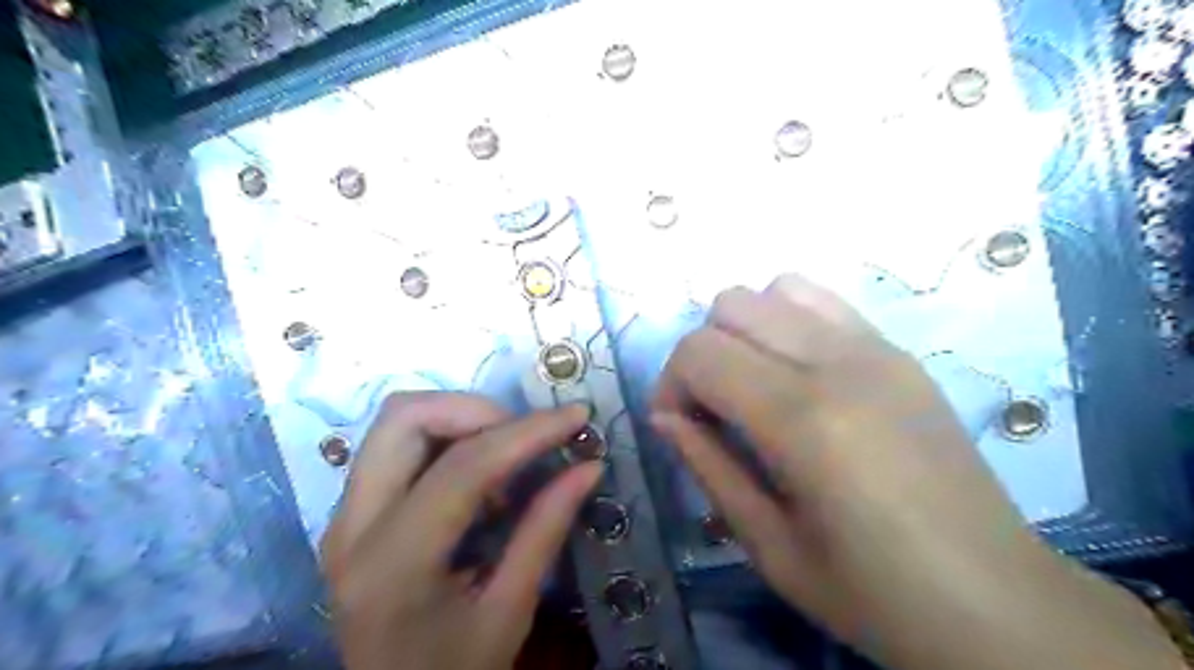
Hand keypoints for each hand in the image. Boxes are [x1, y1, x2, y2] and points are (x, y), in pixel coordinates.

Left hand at [323, 392, 600, 669]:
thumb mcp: (509, 611)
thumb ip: (545, 529)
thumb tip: (588, 466)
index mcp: (393, 565)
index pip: (462, 467)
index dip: (526, 432)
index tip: (575, 416)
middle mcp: (352, 527)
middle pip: (405, 418)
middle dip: (477, 410)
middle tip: (526, 437)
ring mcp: (343, 516)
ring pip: (397, 422)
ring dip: (460, 419)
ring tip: (505, 456)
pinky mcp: (350, 512)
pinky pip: (396, 444)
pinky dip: (445, 437)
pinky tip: (478, 474)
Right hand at [653, 275, 1183, 669]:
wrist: (996, 601)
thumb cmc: (873, 594)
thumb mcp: (769, 546)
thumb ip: (708, 467)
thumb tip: (665, 416)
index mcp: (802, 419)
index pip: (700, 352)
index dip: (670, 383)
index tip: (677, 425)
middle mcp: (838, 363)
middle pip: (732, 305)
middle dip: (702, 351)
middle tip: (712, 407)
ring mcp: (877, 348)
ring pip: (776, 289)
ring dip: (746, 330)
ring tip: (754, 384)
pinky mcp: (900, 352)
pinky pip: (824, 303)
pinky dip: (790, 321)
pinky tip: (798, 373)